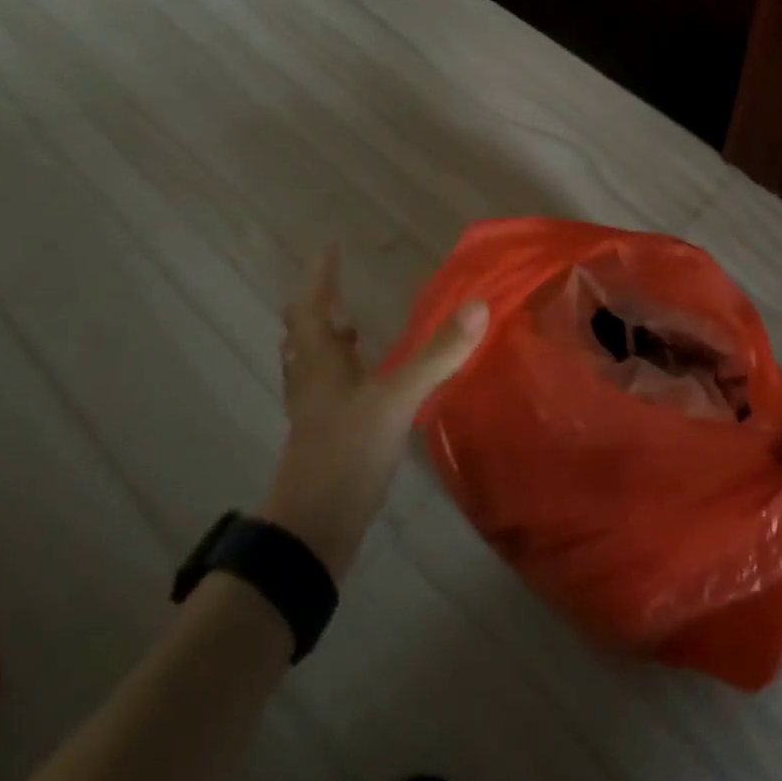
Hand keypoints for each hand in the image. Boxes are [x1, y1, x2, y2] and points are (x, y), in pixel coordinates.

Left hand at [258, 247, 487, 579]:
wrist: (312, 532)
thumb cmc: (346, 454)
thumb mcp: (397, 400)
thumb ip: (437, 354)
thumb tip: (477, 304)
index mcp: (320, 364)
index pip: (312, 307)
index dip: (320, 276)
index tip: (329, 248)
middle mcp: (312, 383)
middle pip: (304, 336)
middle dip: (319, 309)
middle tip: (339, 290)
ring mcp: (316, 415)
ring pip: (313, 367)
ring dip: (327, 343)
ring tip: (352, 329)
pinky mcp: (327, 441)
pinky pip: (330, 395)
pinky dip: (342, 377)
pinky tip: (367, 387)